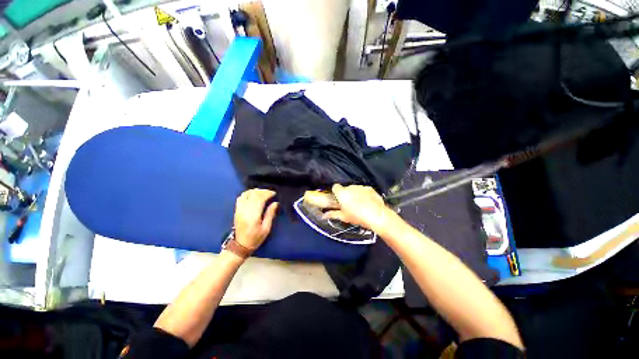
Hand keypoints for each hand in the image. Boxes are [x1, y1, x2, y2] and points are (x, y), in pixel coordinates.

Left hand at [233, 189, 278, 249]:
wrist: (240, 245)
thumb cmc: (255, 238)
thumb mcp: (266, 229)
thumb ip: (270, 214)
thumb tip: (275, 203)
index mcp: (253, 215)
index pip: (260, 199)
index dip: (267, 194)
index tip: (274, 193)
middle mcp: (245, 210)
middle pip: (253, 194)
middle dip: (263, 191)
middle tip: (270, 192)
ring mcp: (239, 209)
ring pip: (247, 194)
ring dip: (255, 191)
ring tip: (263, 192)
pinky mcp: (237, 210)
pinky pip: (241, 197)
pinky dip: (248, 193)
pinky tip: (253, 194)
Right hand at [322, 184, 395, 230]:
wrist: (377, 216)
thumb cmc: (358, 217)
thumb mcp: (344, 217)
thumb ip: (332, 214)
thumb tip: (323, 215)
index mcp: (342, 194)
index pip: (335, 187)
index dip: (336, 192)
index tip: (338, 198)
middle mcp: (350, 187)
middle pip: (345, 188)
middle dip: (346, 194)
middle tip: (349, 204)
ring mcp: (361, 187)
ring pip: (354, 189)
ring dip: (355, 194)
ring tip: (359, 204)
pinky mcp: (369, 188)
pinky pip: (363, 190)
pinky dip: (363, 194)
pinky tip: (367, 202)